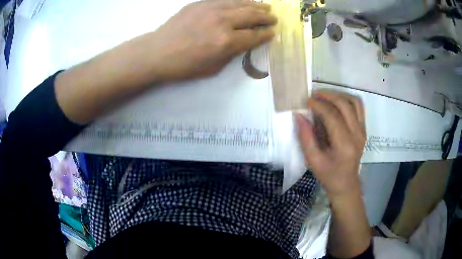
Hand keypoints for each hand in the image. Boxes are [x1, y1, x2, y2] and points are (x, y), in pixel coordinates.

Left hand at [136, 0, 276, 81]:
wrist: (158, 51)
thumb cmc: (184, 65)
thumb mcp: (213, 67)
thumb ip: (232, 53)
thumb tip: (243, 42)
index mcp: (226, 42)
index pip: (254, 36)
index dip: (266, 34)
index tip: (273, 32)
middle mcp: (223, 21)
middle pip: (252, 16)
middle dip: (266, 17)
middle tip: (274, 18)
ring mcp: (211, 9)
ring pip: (241, 3)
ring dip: (256, 5)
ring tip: (265, 7)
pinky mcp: (201, 3)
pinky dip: (239, 0)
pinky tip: (244, 1)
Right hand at [296, 90, 365, 199]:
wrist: (346, 183)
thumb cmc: (328, 175)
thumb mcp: (313, 160)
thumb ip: (306, 137)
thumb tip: (299, 115)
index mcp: (344, 145)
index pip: (333, 116)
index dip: (319, 105)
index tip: (307, 101)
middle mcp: (357, 135)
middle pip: (345, 105)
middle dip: (328, 95)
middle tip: (314, 94)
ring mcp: (362, 131)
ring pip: (354, 102)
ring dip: (339, 95)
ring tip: (325, 95)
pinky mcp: (363, 129)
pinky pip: (358, 107)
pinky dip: (347, 100)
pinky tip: (336, 102)